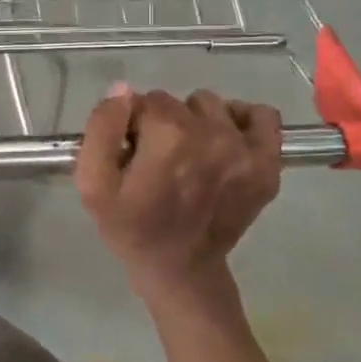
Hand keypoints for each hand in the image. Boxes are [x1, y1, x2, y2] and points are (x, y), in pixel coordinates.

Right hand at [75, 87, 282, 313]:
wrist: (181, 270)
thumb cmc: (131, 227)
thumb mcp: (93, 185)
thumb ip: (101, 130)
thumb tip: (123, 91)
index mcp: (168, 138)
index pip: (142, 101)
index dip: (130, 124)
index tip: (130, 153)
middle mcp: (212, 136)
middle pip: (175, 102)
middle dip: (160, 123)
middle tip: (155, 160)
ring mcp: (245, 151)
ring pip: (210, 105)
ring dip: (195, 121)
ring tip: (187, 154)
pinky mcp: (267, 165)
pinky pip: (262, 116)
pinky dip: (241, 120)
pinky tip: (223, 139)